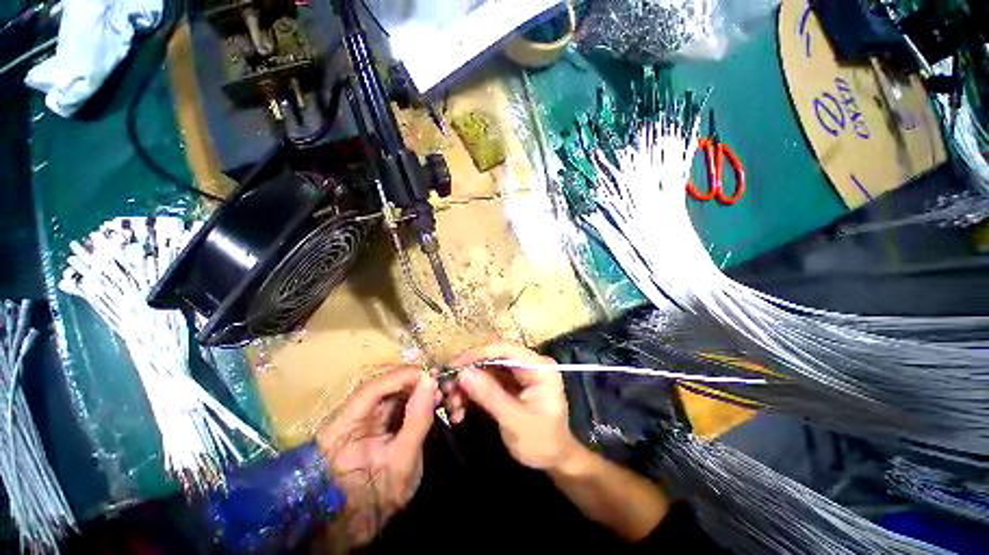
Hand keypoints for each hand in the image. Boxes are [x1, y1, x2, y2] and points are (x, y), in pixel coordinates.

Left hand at [316, 367, 437, 545]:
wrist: (366, 519)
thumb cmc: (380, 495)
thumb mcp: (403, 461)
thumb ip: (417, 420)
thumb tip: (430, 381)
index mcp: (342, 428)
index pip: (371, 389)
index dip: (401, 376)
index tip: (428, 375)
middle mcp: (348, 415)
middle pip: (381, 385)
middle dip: (411, 380)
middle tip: (436, 382)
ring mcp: (360, 417)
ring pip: (389, 390)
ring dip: (414, 387)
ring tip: (436, 391)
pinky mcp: (372, 420)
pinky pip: (394, 401)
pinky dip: (413, 398)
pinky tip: (428, 399)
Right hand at [451, 343, 580, 470]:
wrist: (554, 460)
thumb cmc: (542, 442)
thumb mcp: (515, 420)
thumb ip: (489, 395)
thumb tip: (463, 373)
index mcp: (539, 367)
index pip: (506, 349)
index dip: (479, 353)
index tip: (455, 365)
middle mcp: (528, 365)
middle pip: (493, 358)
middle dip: (469, 373)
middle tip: (448, 389)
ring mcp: (519, 374)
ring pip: (486, 370)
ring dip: (467, 385)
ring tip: (453, 405)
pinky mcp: (510, 384)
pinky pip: (487, 382)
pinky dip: (472, 393)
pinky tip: (460, 409)